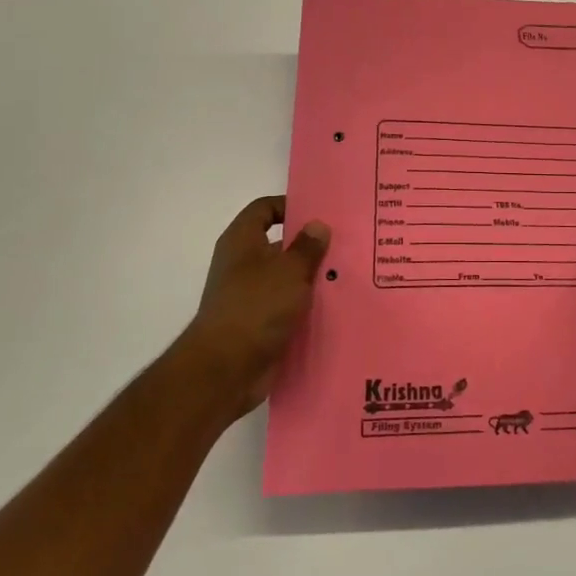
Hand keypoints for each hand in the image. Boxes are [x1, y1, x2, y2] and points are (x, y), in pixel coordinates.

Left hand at [178, 196, 330, 420]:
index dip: (290, 205)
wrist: (225, 370)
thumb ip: (307, 247)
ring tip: (350, 274)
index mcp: (242, 242)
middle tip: (347, 243)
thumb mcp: (289, 271)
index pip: (264, 209)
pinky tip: (337, 306)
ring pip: (287, 278)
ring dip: (313, 278)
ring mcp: (250, 296)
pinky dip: (308, 306)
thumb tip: (318, 225)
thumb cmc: (255, 307)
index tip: (321, 212)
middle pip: (279, 244)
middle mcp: (243, 265)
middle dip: (310, 245)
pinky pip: (288, 307)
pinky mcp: (260, 324)